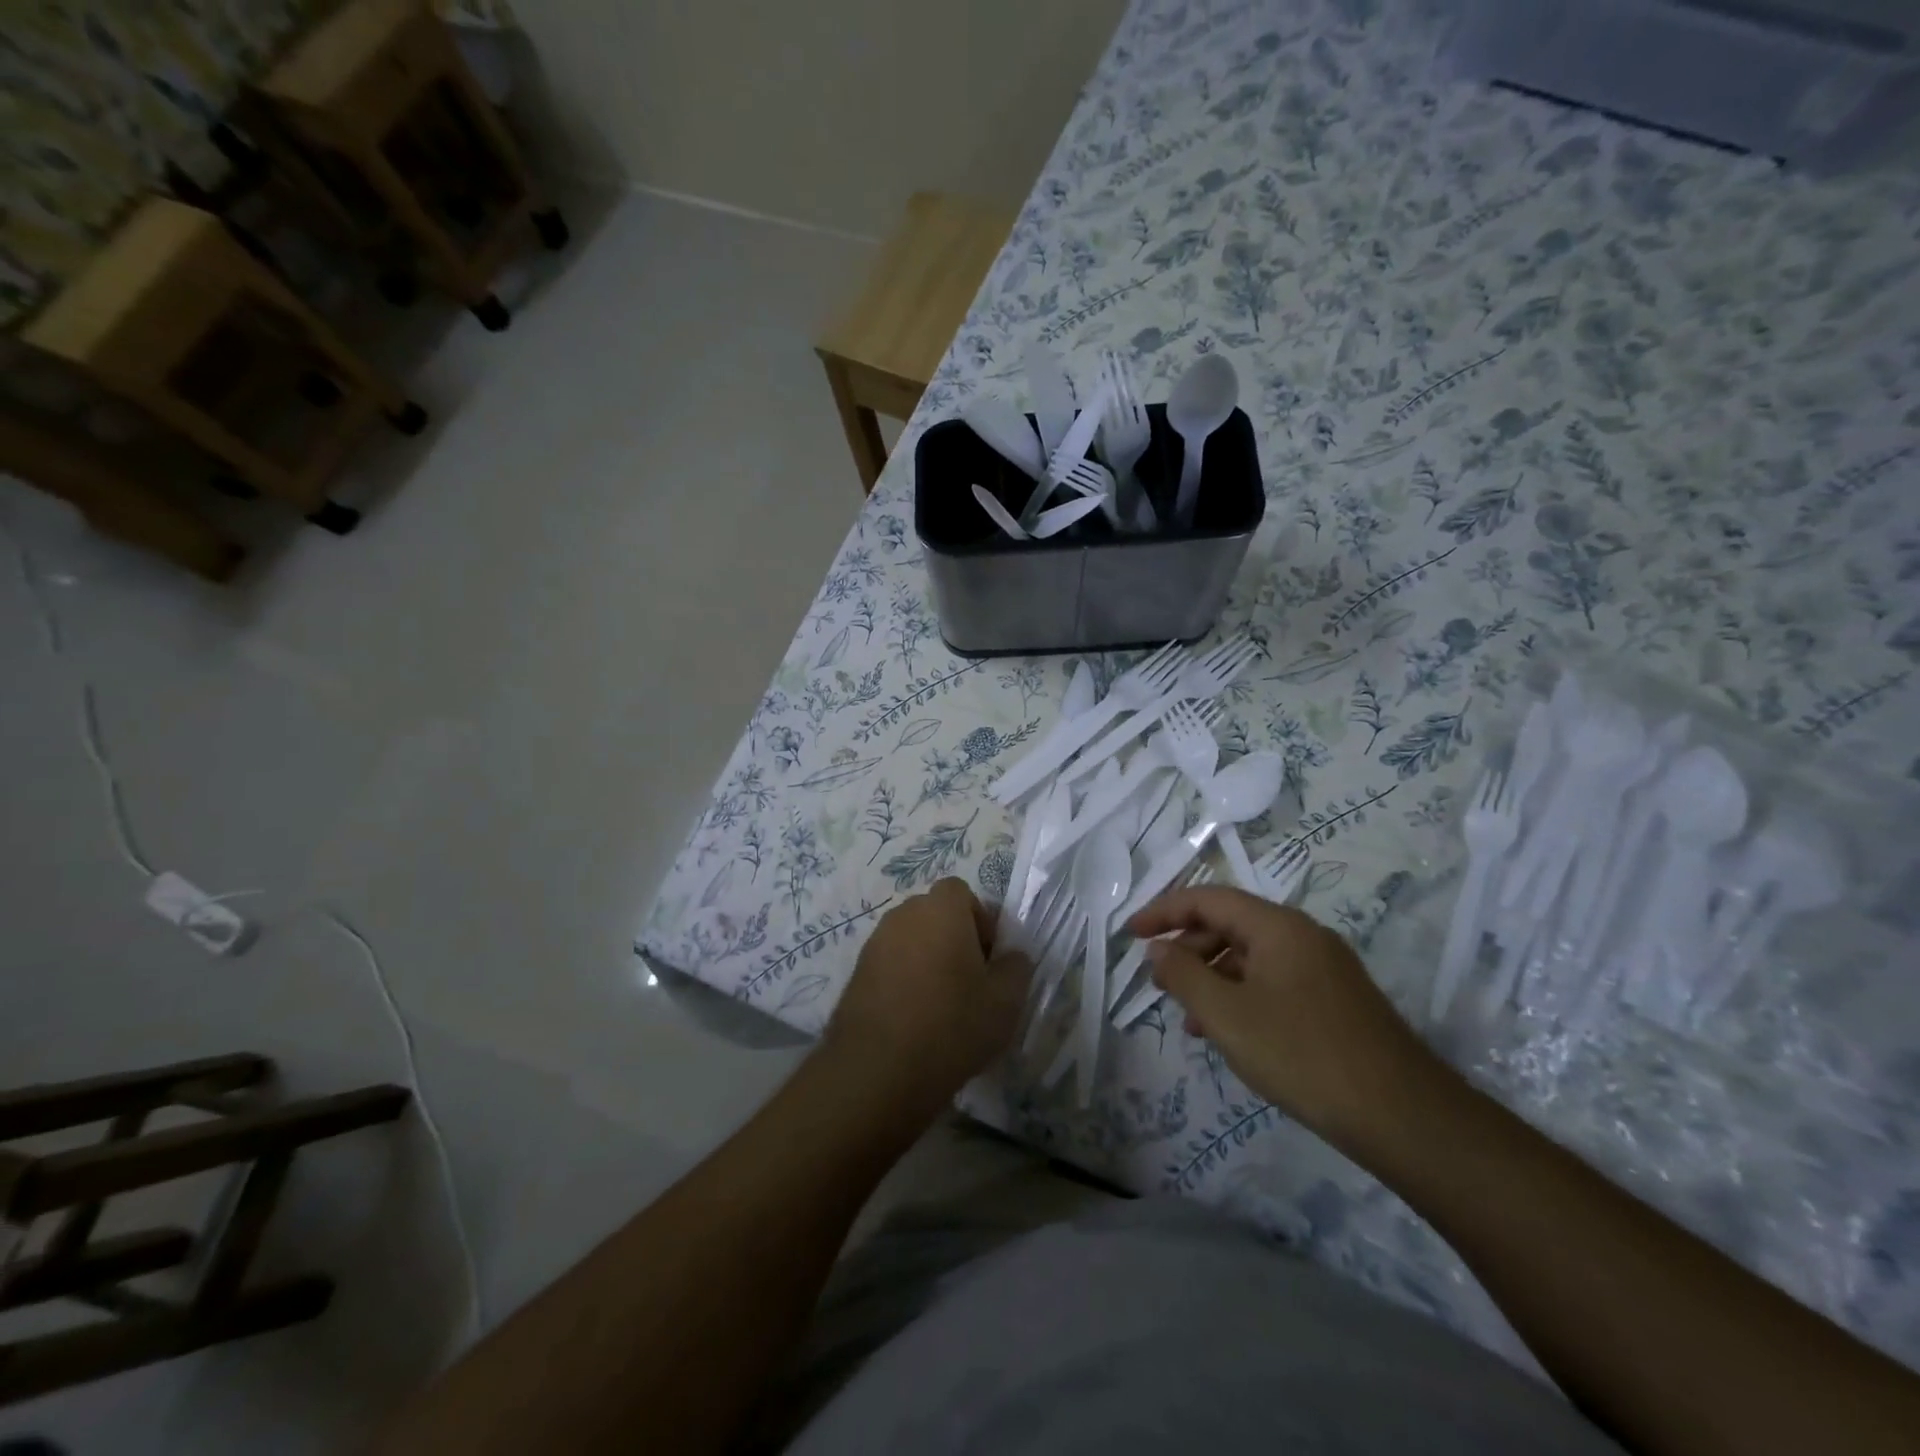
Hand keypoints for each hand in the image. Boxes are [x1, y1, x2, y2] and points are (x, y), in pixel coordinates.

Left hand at [826, 878, 1032, 1114]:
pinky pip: (890, 963)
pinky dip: (904, 980)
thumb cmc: (952, 1025)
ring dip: (928, 960)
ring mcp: (875, 943)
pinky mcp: (856, 972)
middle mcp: (904, 915)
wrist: (878, 1069)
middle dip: (954, 939)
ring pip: (911, 940)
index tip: (987, 959)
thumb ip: (1016, 968)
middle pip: (935, 914)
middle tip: (969, 982)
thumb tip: (1011, 956)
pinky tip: (913, 1019)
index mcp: (941, 910)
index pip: (961, 892)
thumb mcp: (1006, 1001)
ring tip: (941, 1006)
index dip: (980, 920)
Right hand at [1129, 886, 1439, 1150]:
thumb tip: (1159, 950)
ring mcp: (1324, 968)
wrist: (1402, 1116)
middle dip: (1188, 948)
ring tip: (1190, 1018)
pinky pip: (1274, 981)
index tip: (1131, 934)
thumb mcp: (1226, 1015)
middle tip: (1159, 982)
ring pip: (1251, 957)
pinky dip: (1241, 996)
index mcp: (1277, 926)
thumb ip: (1183, 976)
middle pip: (1230, 924)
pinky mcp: (1336, 1000)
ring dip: (1213, 978)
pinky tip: (1231, 1034)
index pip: (1208, 899)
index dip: (1164, 912)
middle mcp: (1302, 936)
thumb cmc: (1302, 1054)